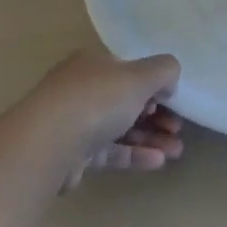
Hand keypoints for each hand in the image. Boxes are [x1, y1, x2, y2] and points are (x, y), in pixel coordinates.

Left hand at [21, 50, 183, 189]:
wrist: (49, 144)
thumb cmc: (97, 100)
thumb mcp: (139, 76)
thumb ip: (162, 71)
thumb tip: (168, 78)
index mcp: (94, 64)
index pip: (128, 70)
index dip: (153, 84)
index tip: (173, 100)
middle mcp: (82, 89)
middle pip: (126, 100)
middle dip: (156, 115)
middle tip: (178, 129)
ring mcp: (76, 122)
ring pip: (120, 128)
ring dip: (150, 137)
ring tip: (176, 151)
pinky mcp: (74, 154)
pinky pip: (110, 151)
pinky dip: (134, 154)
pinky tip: (158, 162)